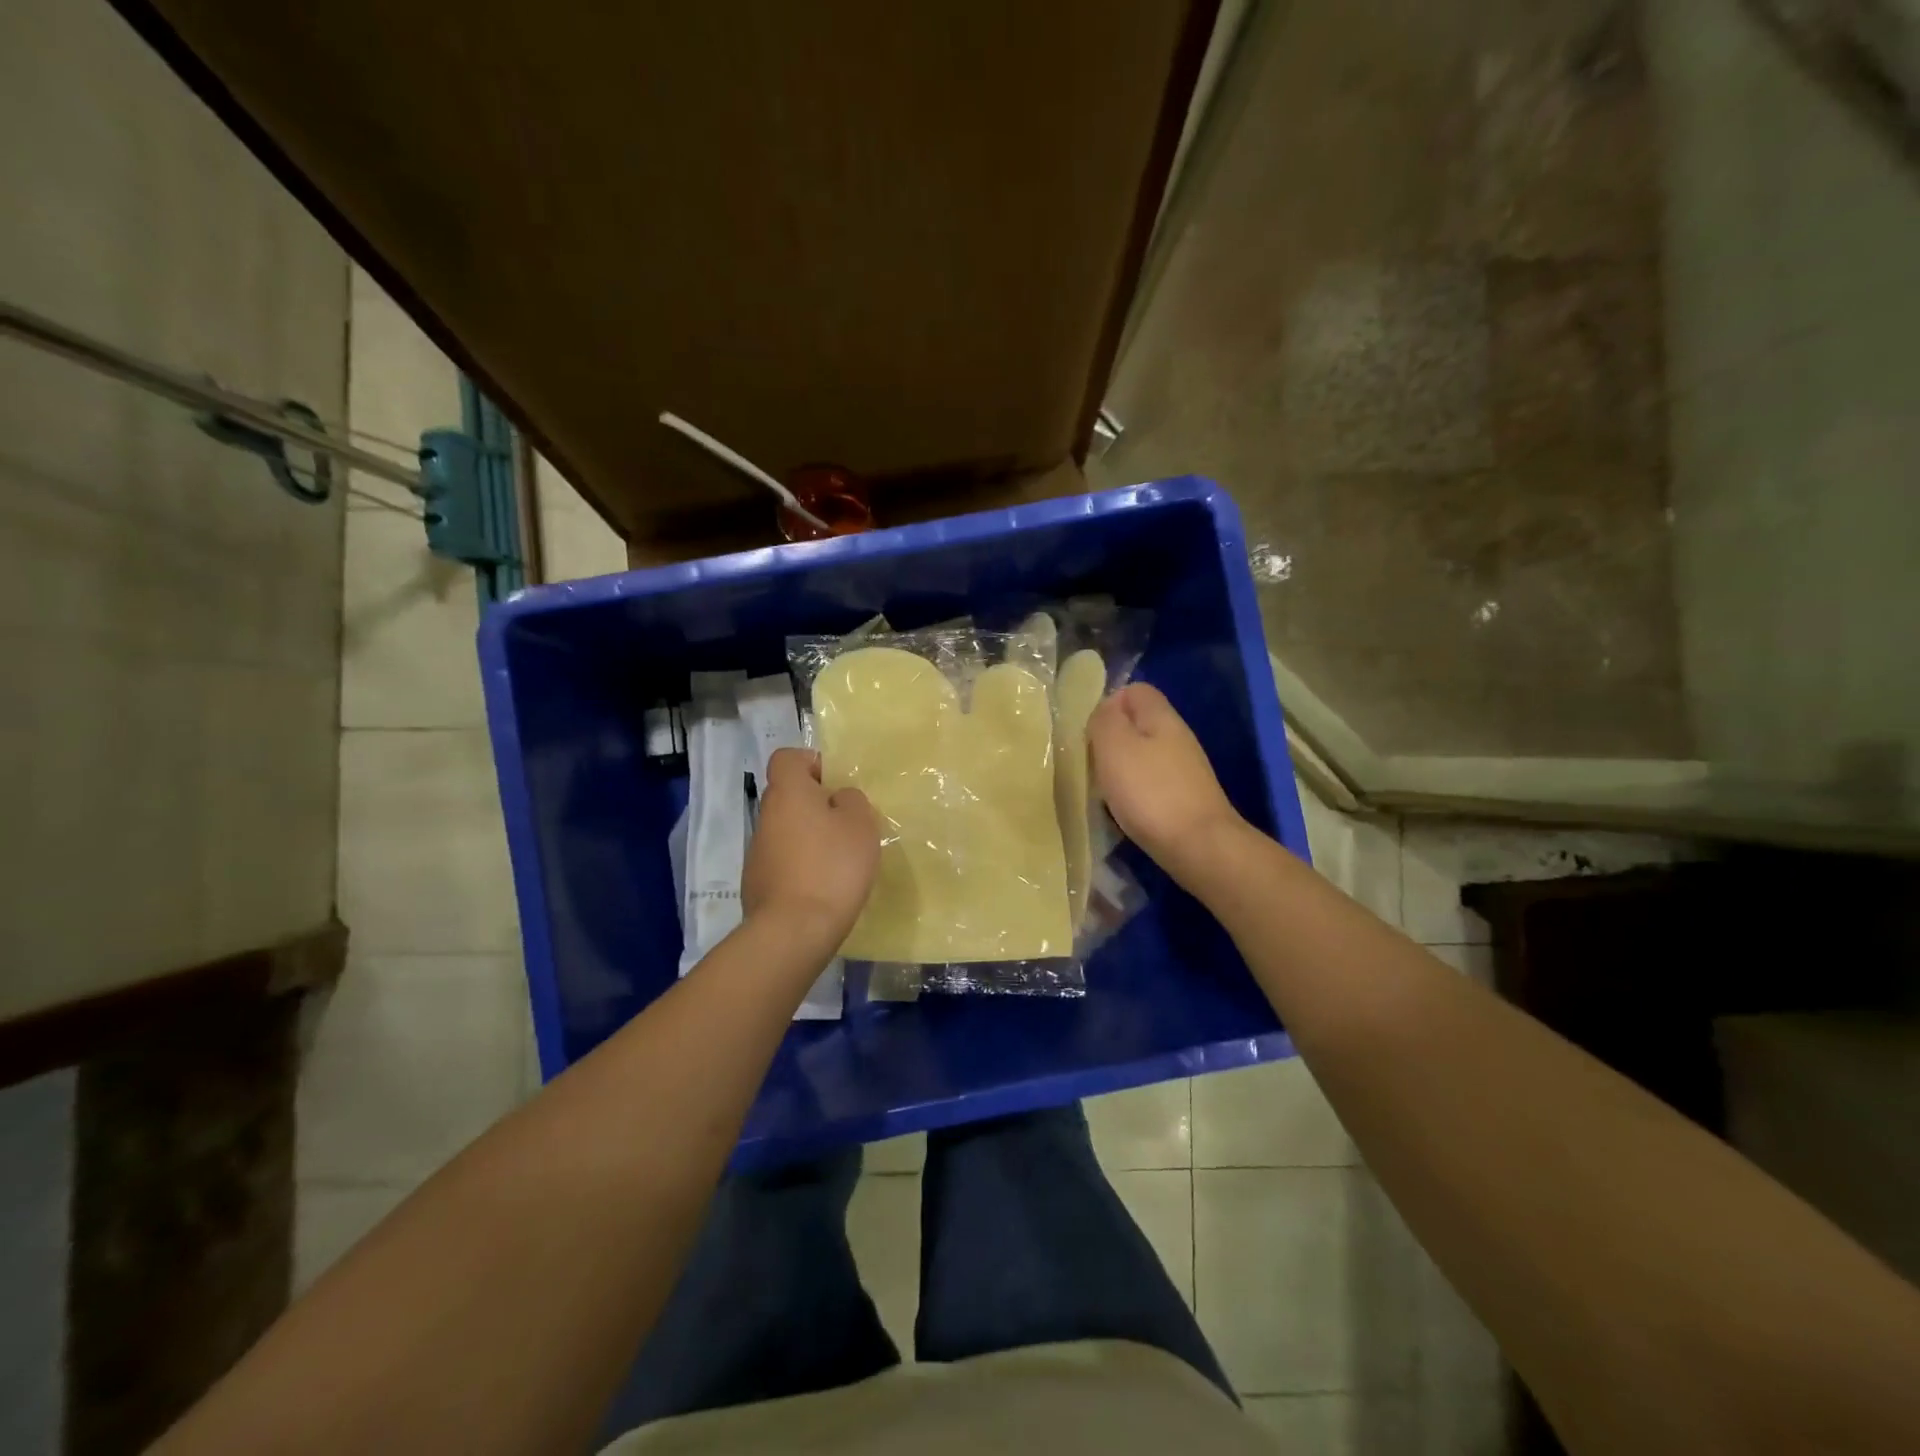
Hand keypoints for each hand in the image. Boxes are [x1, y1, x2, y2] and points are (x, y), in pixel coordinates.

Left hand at [742, 748, 879, 941]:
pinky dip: (801, 867)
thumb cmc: (832, 867)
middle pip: (788, 796)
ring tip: (839, 860)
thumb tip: (838, 798)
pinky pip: (783, 862)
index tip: (835, 783)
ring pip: (786, 830)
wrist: (793, 931)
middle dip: (816, 804)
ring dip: (809, 838)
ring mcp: (757, 852)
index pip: (787, 758)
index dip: (811, 763)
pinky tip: (823, 887)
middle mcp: (766, 816)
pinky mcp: (757, 884)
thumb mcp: (860, 824)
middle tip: (847, 824)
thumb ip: (851, 801)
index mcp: (788, 792)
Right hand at [1088, 683, 1245, 880]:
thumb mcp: (1114, 746)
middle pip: (1138, 724)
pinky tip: (1125, 811)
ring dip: (1121, 769)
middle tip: (1092, 763)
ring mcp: (1185, 769)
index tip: (1090, 732)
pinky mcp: (1185, 798)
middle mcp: (1177, 736)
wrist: (1199, 846)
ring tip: (1104, 790)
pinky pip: (1151, 783)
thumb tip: (1105, 709)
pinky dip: (1135, 792)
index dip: (1109, 704)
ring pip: (1143, 755)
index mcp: (1161, 716)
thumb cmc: (1150, 792)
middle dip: (1111, 740)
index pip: (1135, 690)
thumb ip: (1104, 719)